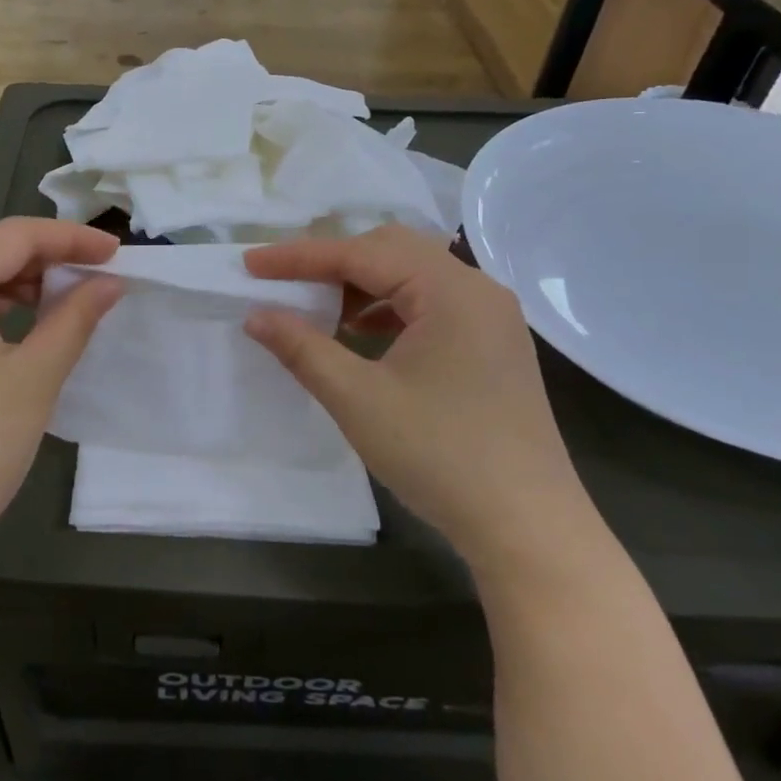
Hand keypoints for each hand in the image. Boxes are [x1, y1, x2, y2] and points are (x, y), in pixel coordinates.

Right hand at [244, 227, 594, 574]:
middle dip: (333, 262)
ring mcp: (491, 317)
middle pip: (392, 250)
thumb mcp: (358, 400)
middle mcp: (477, 289)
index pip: (362, 253)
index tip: (250, 264)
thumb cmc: (441, 456)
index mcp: (451, 290)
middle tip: (285, 283)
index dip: (299, 257)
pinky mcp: (492, 344)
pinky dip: (389, 309)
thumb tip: (257, 315)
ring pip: (412, 275)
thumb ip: (302, 348)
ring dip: (361, 285)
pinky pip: (430, 304)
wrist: (529, 529)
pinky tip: (362, 334)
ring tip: (318, 310)